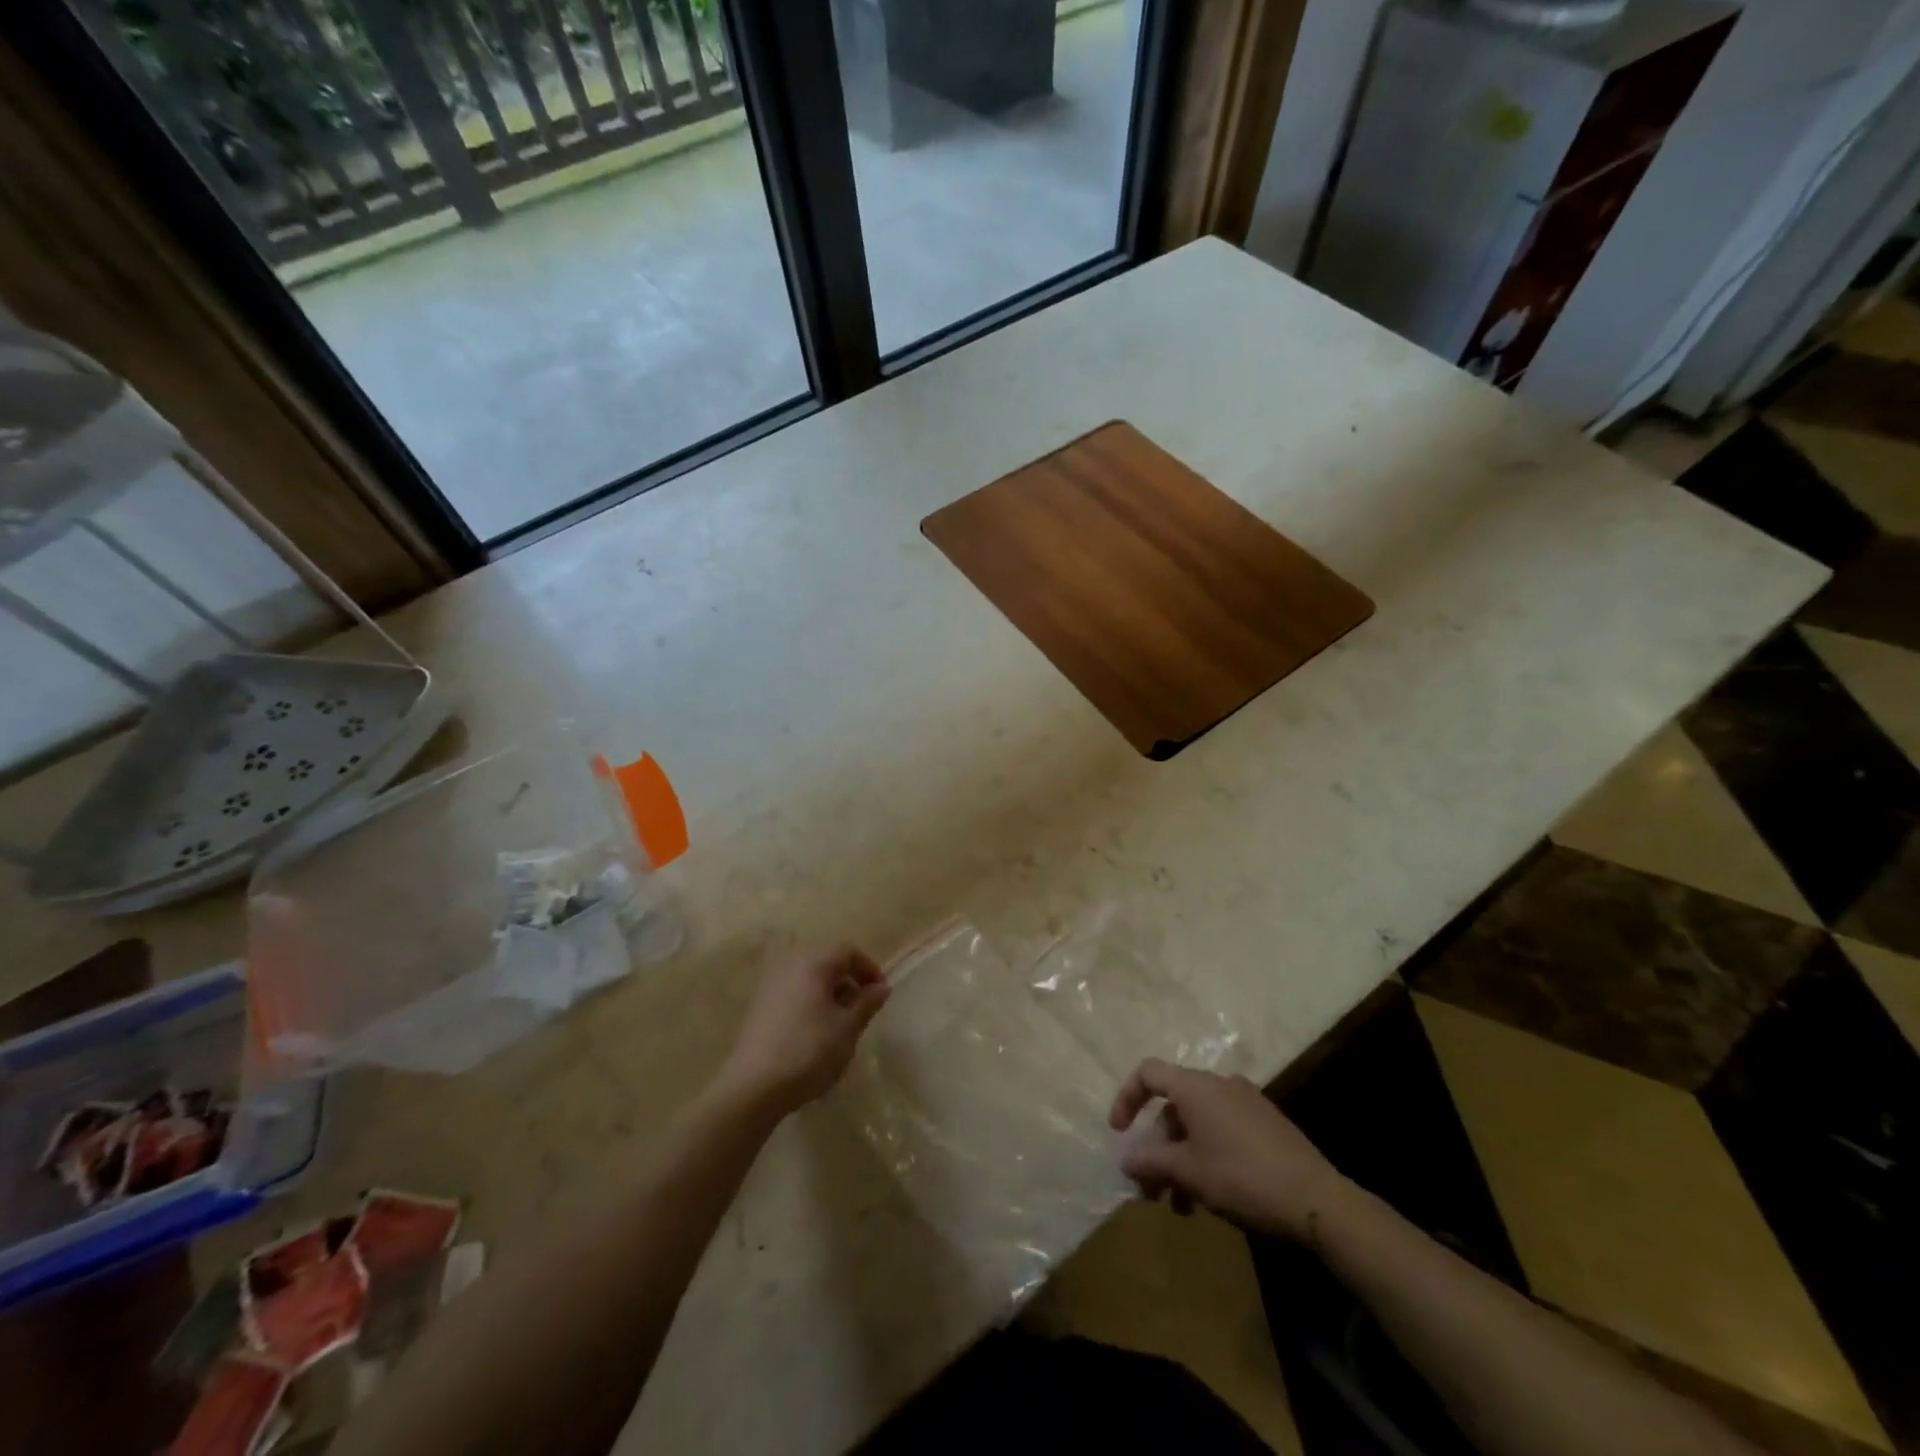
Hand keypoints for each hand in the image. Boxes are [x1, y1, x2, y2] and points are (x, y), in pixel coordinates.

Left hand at [719, 944, 889, 1116]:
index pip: (847, 950)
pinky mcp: (759, 1009)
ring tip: (840, 1026)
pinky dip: (810, 1005)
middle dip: (849, 982)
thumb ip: (867, 1003)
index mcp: (812, 963)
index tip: (879, 994)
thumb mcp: (847, 1029)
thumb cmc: (809, 1051)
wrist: (753, 1088)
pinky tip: (815, 1036)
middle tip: (861, 1010)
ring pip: (809, 980)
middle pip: (826, 962)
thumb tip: (881, 987)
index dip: (868, 968)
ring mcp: (770, 987)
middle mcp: (789, 967)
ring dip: (830, 995)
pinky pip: (793, 995)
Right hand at [1110, 1058, 1347, 1242]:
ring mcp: (1246, 1102)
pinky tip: (1211, 1196)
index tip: (1119, 1133)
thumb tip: (1126, 1159)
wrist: (1317, 1200)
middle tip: (1151, 1188)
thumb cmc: (1241, 1178)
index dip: (1127, 1098)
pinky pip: (1222, 1129)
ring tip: (1181, 1206)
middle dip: (1157, 1146)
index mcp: (1196, 1086)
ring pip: (1198, 1123)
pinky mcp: (1266, 1123)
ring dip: (1182, 1158)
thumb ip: (1151, 1162)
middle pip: (1173, 1105)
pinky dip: (1206, 1155)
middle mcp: (1219, 1084)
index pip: (1148, 1073)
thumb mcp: (1188, 1173)